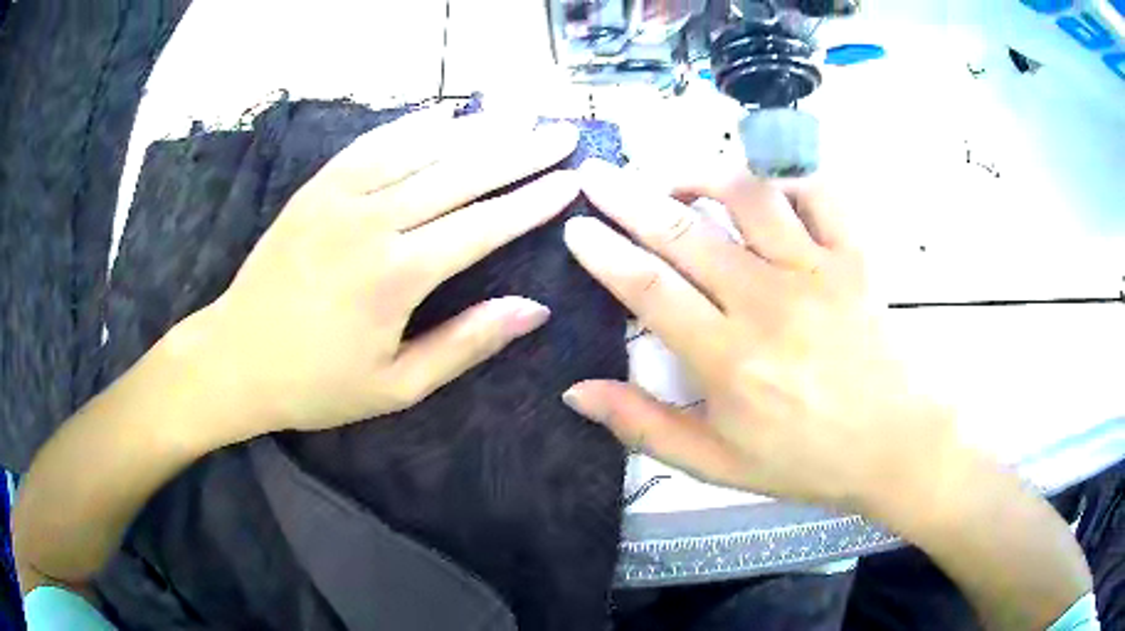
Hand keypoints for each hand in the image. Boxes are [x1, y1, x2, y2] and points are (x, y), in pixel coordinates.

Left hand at [176, 107, 580, 438]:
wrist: (234, 359)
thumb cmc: (316, 384)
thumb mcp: (396, 387)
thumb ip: (465, 344)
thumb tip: (534, 309)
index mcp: (397, 277)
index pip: (484, 225)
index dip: (532, 201)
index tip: (572, 179)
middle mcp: (373, 222)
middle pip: (461, 174)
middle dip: (520, 151)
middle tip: (563, 132)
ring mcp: (339, 197)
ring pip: (421, 148)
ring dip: (476, 128)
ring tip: (519, 113)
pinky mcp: (315, 187)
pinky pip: (372, 143)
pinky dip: (414, 125)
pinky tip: (445, 114)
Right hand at [561, 159, 963, 513]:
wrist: (894, 444)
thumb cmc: (807, 459)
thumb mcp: (717, 464)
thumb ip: (644, 426)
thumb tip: (575, 391)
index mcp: (728, 359)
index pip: (648, 289)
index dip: (604, 252)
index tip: (576, 227)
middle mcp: (767, 302)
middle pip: (683, 232)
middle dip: (627, 197)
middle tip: (595, 176)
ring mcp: (816, 271)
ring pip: (748, 197)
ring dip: (701, 177)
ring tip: (674, 179)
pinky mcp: (854, 257)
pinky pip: (818, 195)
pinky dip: (785, 182)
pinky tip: (765, 193)